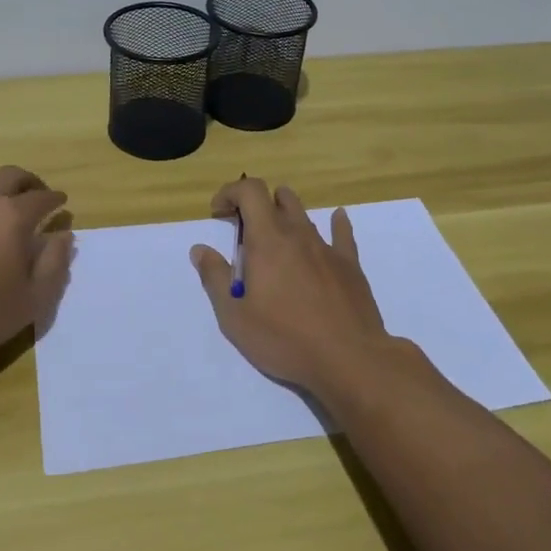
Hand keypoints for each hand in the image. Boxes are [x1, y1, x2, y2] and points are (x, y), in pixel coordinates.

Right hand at [190, 178, 392, 395]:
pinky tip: (337, 220)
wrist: (350, 359)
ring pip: (305, 214)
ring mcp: (327, 248)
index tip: (218, 212)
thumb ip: (215, 278)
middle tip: (244, 229)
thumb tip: (200, 250)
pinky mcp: (350, 266)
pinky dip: (336, 223)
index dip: (231, 192)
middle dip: (257, 204)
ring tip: (276, 238)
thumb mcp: (235, 317)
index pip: (250, 191)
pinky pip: (342, 234)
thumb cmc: (285, 339)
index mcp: (267, 240)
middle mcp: (298, 234)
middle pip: (278, 197)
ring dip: (286, 215)